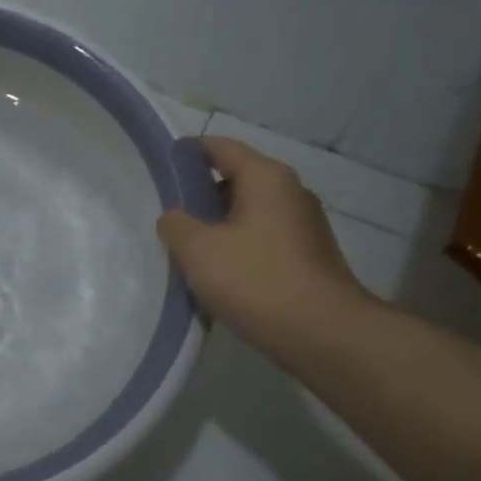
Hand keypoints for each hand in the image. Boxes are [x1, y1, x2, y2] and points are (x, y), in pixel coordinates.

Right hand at [156, 137, 370, 350]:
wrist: (322, 334)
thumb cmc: (256, 280)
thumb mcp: (197, 250)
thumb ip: (175, 225)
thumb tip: (175, 218)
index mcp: (266, 178)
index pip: (220, 147)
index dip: (186, 153)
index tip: (159, 166)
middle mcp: (290, 193)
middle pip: (235, 179)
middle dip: (199, 195)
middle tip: (166, 216)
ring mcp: (303, 226)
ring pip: (247, 213)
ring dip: (216, 226)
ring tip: (185, 249)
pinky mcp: (306, 257)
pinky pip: (260, 239)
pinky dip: (235, 248)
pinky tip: (216, 275)